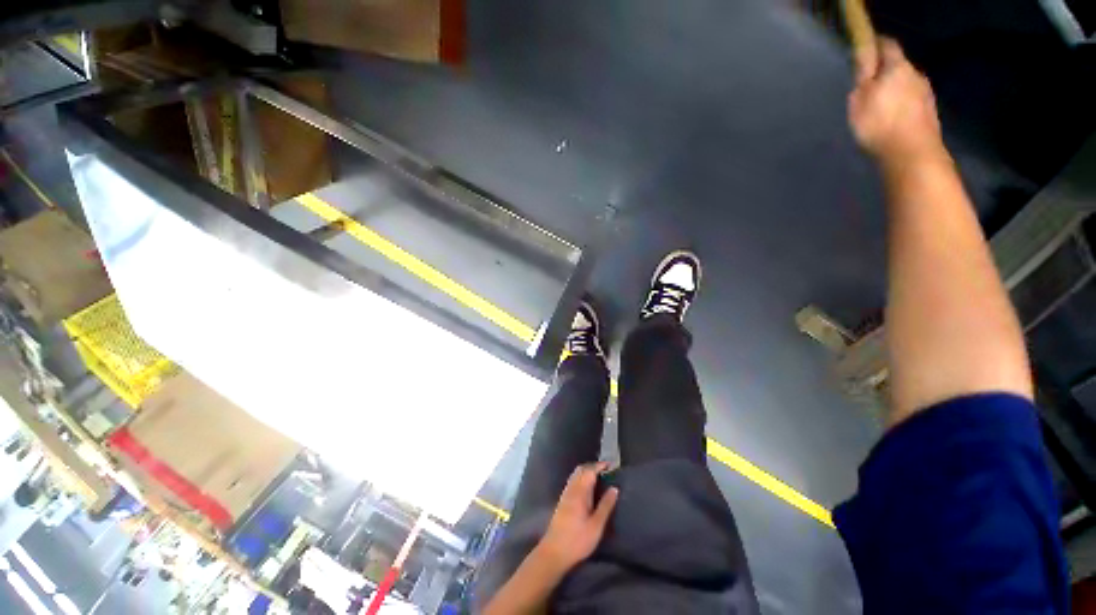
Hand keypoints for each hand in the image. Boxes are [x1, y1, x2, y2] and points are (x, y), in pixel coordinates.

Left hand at [536, 463, 619, 572]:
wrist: (554, 552)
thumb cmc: (578, 540)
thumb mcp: (596, 525)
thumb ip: (606, 506)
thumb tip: (614, 488)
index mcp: (580, 492)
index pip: (590, 471)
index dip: (600, 466)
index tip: (611, 465)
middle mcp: (571, 489)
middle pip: (581, 469)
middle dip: (593, 466)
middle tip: (606, 470)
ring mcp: (565, 494)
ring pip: (575, 475)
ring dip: (586, 471)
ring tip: (599, 477)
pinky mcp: (562, 501)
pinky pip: (572, 481)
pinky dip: (581, 478)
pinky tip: (587, 488)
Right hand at [848, 38, 945, 167]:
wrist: (911, 152)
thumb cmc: (879, 123)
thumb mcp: (860, 99)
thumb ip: (863, 75)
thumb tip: (865, 55)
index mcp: (897, 67)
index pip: (888, 45)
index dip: (877, 43)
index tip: (867, 47)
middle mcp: (915, 74)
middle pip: (899, 66)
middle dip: (885, 70)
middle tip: (870, 82)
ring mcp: (926, 93)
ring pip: (907, 83)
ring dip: (895, 88)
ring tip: (881, 103)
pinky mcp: (929, 112)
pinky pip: (913, 100)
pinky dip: (902, 103)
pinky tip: (893, 116)